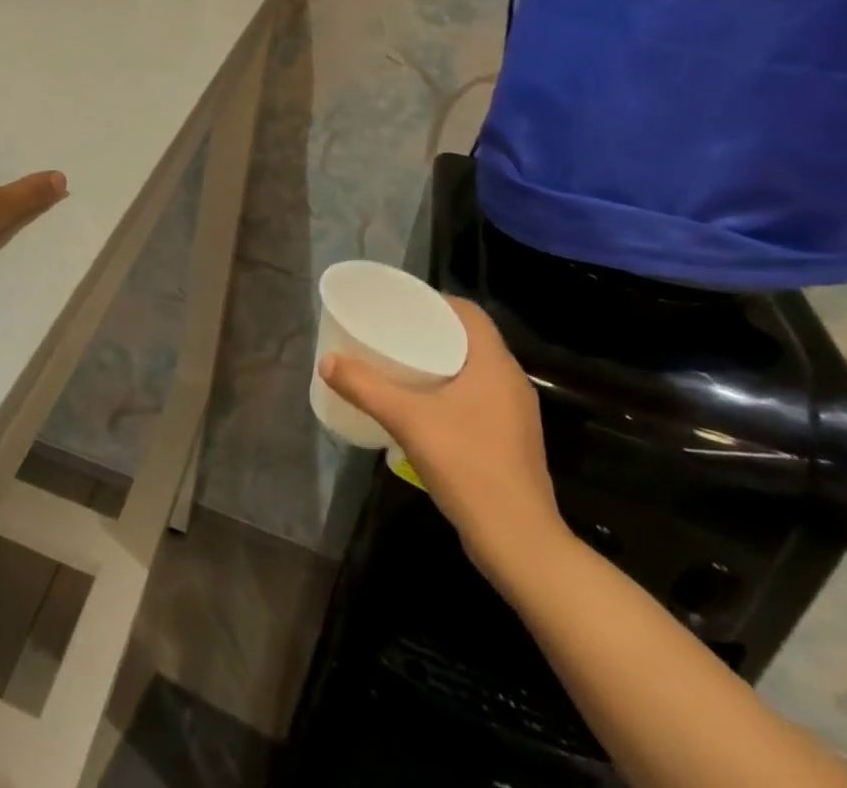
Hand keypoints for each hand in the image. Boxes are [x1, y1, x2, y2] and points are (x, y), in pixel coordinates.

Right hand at [319, 296, 564, 570]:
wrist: (519, 544)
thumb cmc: (468, 467)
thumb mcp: (408, 421)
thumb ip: (366, 387)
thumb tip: (327, 361)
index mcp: (495, 365)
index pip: (469, 313)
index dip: (436, 302)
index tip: (401, 305)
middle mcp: (510, 383)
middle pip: (469, 340)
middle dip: (430, 332)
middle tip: (391, 332)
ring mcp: (514, 415)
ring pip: (473, 371)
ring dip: (439, 363)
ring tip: (399, 365)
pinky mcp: (509, 442)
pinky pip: (476, 398)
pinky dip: (449, 391)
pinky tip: (421, 408)